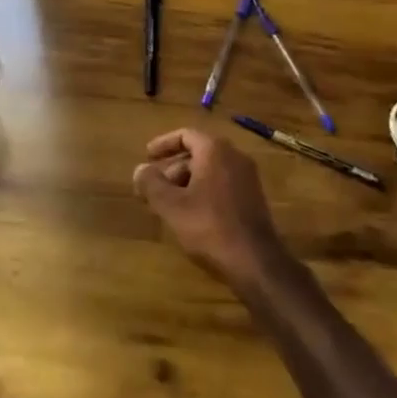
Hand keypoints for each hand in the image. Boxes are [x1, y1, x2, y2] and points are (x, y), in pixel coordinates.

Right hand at [132, 127, 290, 291]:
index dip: (163, 144)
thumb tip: (140, 170)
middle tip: (153, 187)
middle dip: (172, 168)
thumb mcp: (171, 205)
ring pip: (210, 170)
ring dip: (186, 182)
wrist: (256, 262)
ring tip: (167, 204)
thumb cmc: (209, 227)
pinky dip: (202, 191)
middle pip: (198, 153)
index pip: (186, 135)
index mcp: (215, 151)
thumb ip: (151, 183)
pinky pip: (222, 184)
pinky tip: (190, 215)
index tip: (147, 156)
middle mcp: (235, 157)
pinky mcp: (253, 199)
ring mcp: (247, 179)